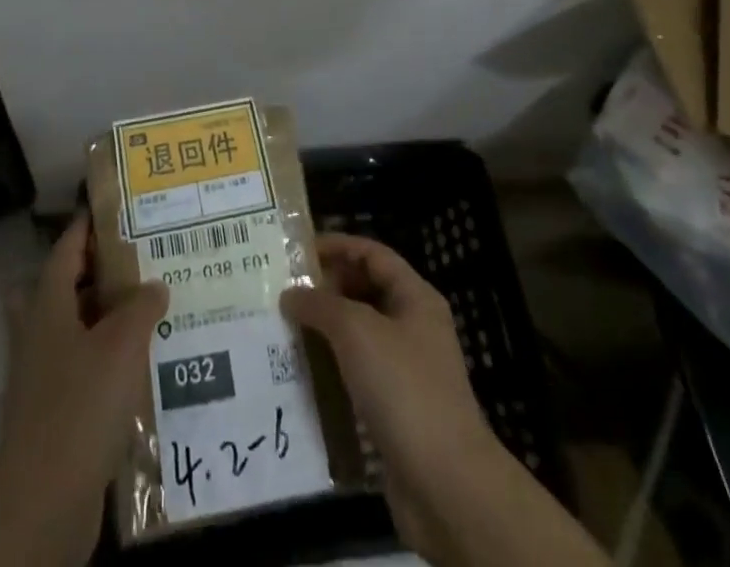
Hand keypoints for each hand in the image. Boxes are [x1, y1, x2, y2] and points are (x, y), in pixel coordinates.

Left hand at [0, 214, 167, 566]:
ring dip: (102, 316)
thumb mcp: (121, 345)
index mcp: (48, 305)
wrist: (44, 499)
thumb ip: (141, 307)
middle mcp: (39, 332)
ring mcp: (42, 373)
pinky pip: (81, 365)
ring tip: (146, 308)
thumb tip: (154, 285)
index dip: (87, 226)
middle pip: (63, 286)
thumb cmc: (81, 405)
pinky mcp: (53, 409)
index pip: (66, 249)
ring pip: (72, 327)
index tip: (113, 208)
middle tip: (134, 260)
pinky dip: (105, 357)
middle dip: (94, 271)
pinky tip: (139, 364)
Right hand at [280, 233, 491, 555]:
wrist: (446, 485)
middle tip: (283, 290)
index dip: (337, 245)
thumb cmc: (404, 388)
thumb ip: (320, 305)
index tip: (297, 250)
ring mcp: (407, 370)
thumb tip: (290, 295)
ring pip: (359, 336)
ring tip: (284, 327)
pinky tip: (302, 373)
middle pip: (366, 291)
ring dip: (325, 330)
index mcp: (415, 298)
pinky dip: (332, 369)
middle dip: (327, 288)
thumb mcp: (357, 331)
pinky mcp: (396, 409)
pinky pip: (358, 374)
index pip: (372, 254)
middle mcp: (414, 327)